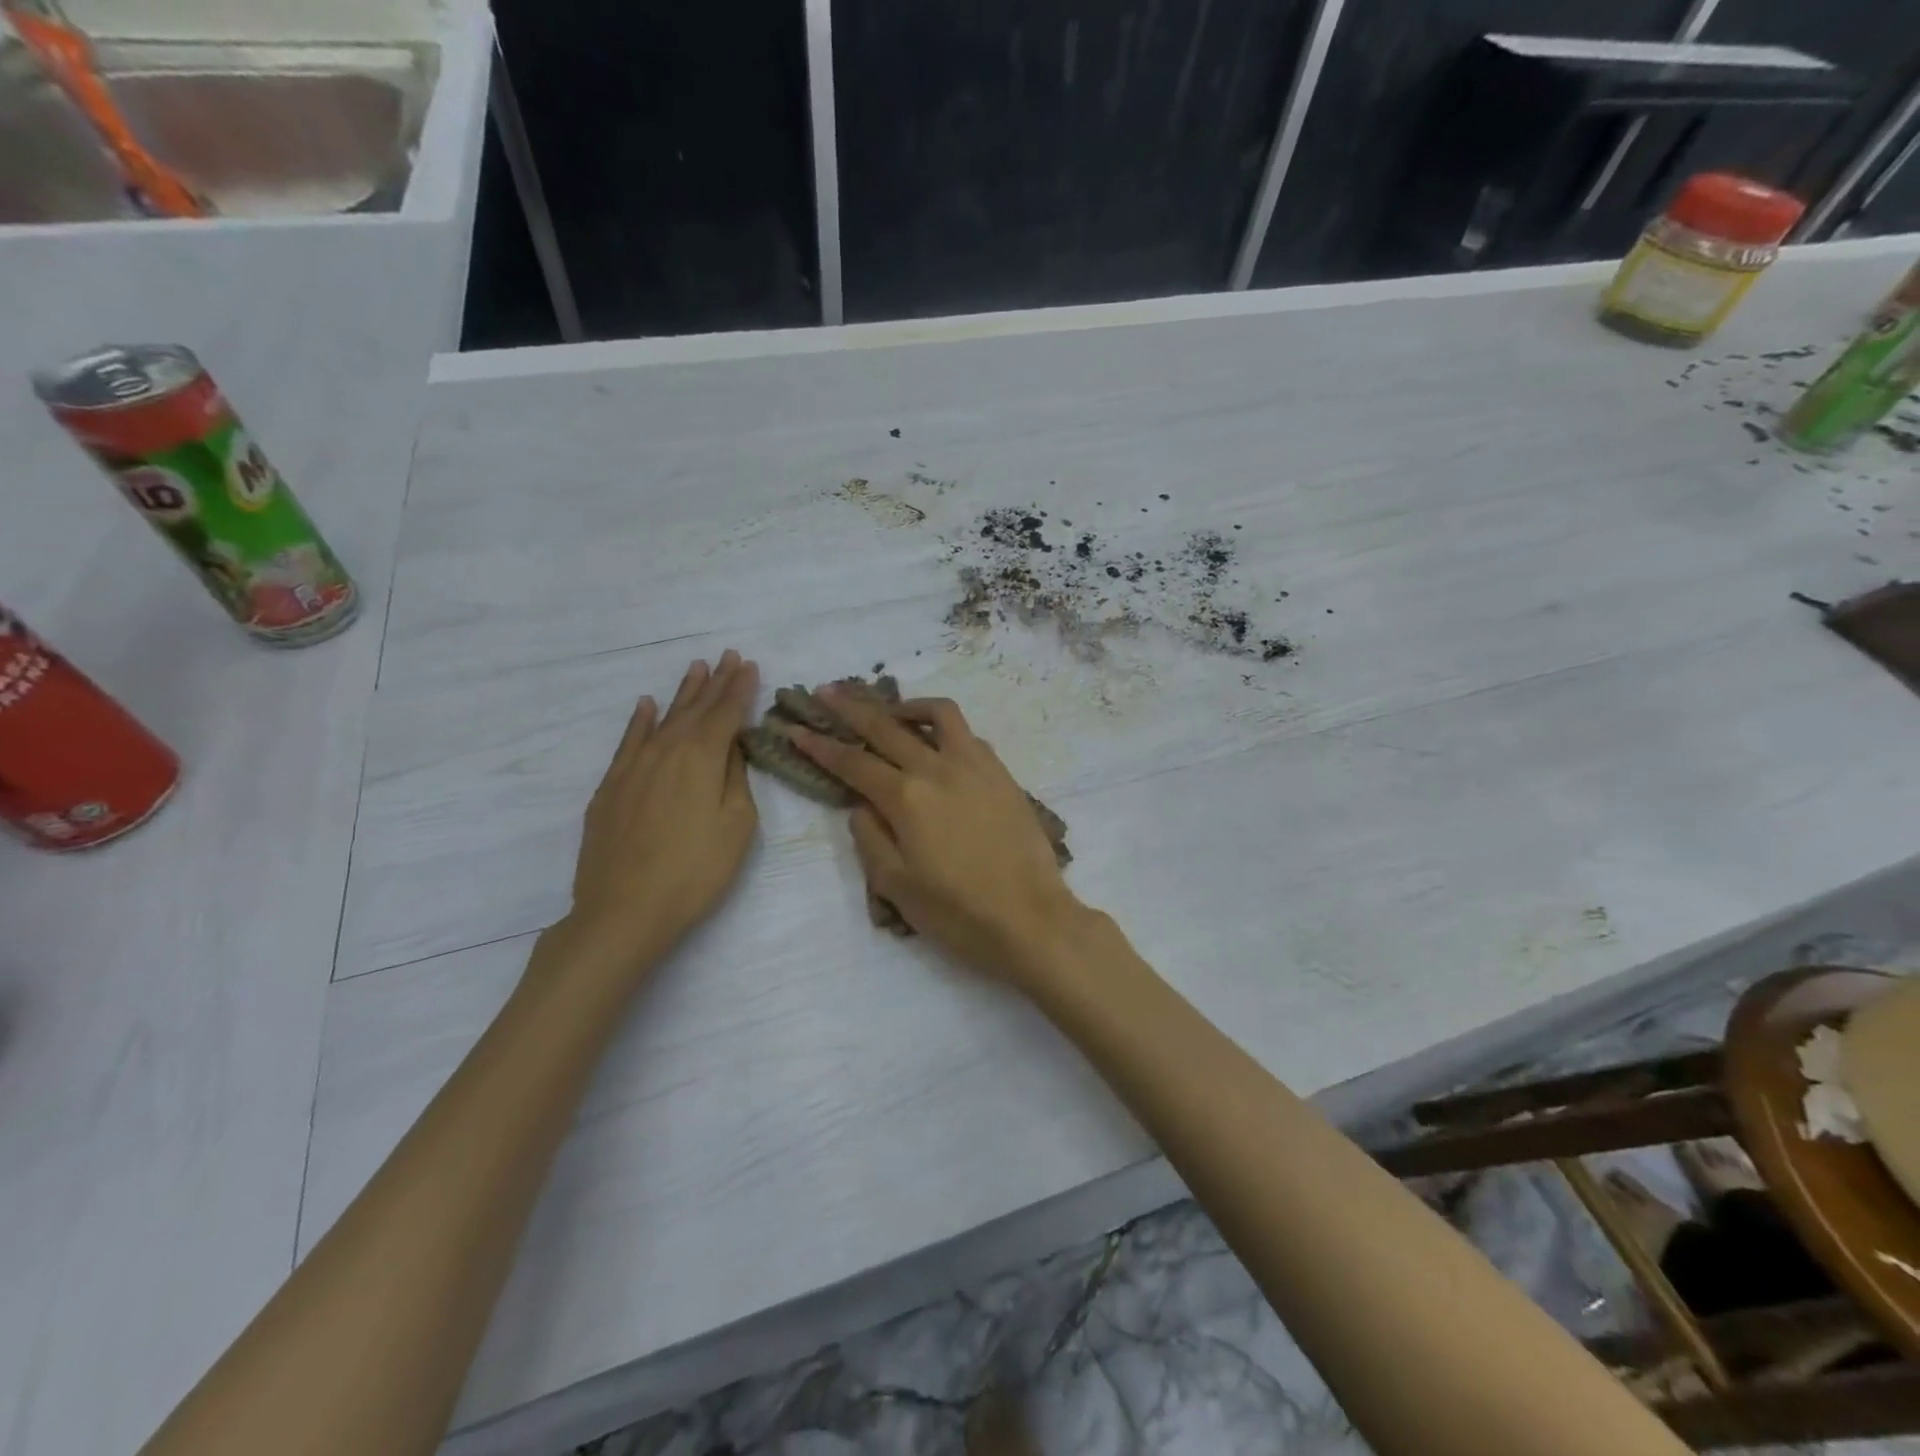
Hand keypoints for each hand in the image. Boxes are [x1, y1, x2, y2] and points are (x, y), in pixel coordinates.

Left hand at [562, 651, 759, 971]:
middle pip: (695, 709)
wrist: (624, 909)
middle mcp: (667, 750)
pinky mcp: (611, 786)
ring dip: (682, 693)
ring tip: (695, 668)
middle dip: (715, 682)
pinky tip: (646, 706)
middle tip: (727, 657)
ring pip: (663, 719)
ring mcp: (633, 767)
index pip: (726, 713)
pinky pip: (628, 741)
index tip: (748, 665)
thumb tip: (731, 749)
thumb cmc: (695, 871)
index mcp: (702, 757)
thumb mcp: (736, 825)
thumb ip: (735, 779)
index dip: (739, 689)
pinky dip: (639, 720)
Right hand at [791, 690, 1086, 986]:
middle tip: (827, 691)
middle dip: (851, 706)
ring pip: (938, 714)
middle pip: (887, 726)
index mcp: (907, 798)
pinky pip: (968, 736)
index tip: (793, 727)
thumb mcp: (897, 887)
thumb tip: (861, 805)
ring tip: (891, 711)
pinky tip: (938, 745)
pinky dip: (945, 730)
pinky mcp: (1003, 774)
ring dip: (907, 706)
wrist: (1032, 919)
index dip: (819, 744)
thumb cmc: (959, 913)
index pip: (853, 762)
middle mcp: (939, 769)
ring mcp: (977, 766)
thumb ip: (870, 839)